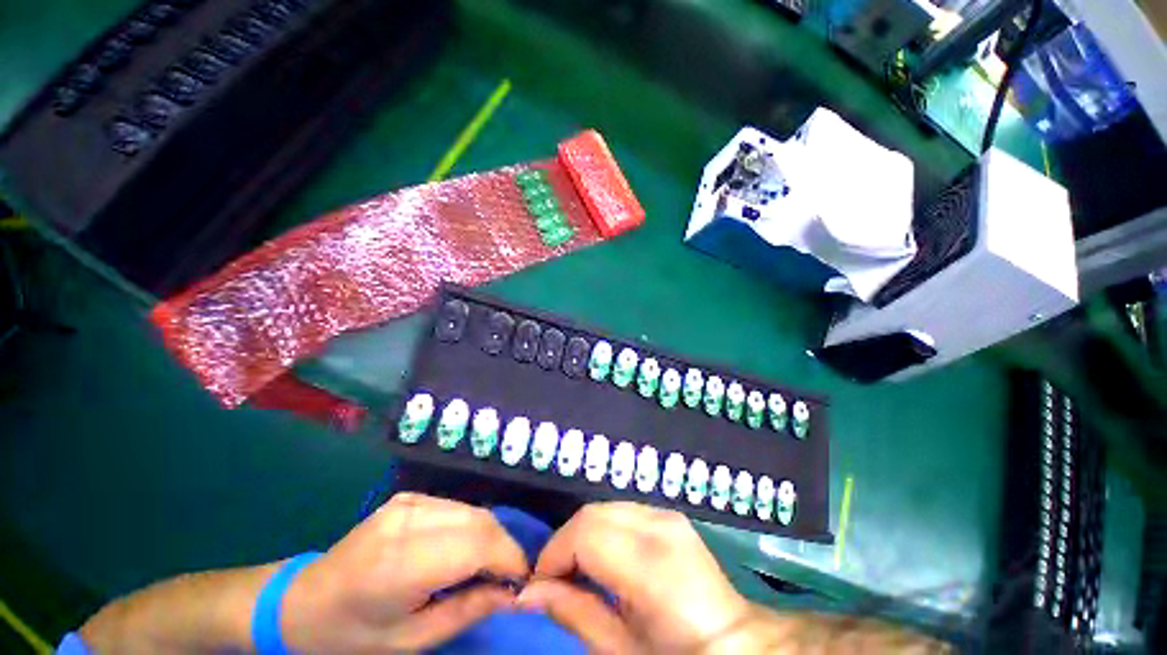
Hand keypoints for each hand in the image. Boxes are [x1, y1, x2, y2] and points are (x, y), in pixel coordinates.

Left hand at [282, 493, 528, 652]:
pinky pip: (456, 507)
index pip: (477, 545)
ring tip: (487, 566)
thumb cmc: (352, 634)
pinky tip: (461, 549)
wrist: (302, 600)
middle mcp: (407, 521)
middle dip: (504, 547)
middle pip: (480, 521)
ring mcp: (407, 502)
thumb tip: (513, 594)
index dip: (509, 559)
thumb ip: (467, 611)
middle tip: (507, 578)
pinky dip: (470, 526)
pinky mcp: (407, 497)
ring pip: (472, 510)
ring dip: (489, 536)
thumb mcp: (409, 641)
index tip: (523, 582)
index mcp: (400, 563)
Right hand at [516, 502, 754, 653]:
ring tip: (580, 570)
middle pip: (591, 514)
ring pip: (604, 508)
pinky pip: (622, 511)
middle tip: (557, 580)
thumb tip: (528, 592)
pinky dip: (603, 529)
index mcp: (651, 564)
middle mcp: (659, 526)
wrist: (732, 642)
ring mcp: (667, 515)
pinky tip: (606, 558)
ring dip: (583, 534)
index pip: (584, 533)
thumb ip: (573, 612)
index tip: (540, 585)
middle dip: (565, 543)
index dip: (554, 554)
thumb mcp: (620, 649)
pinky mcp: (669, 514)